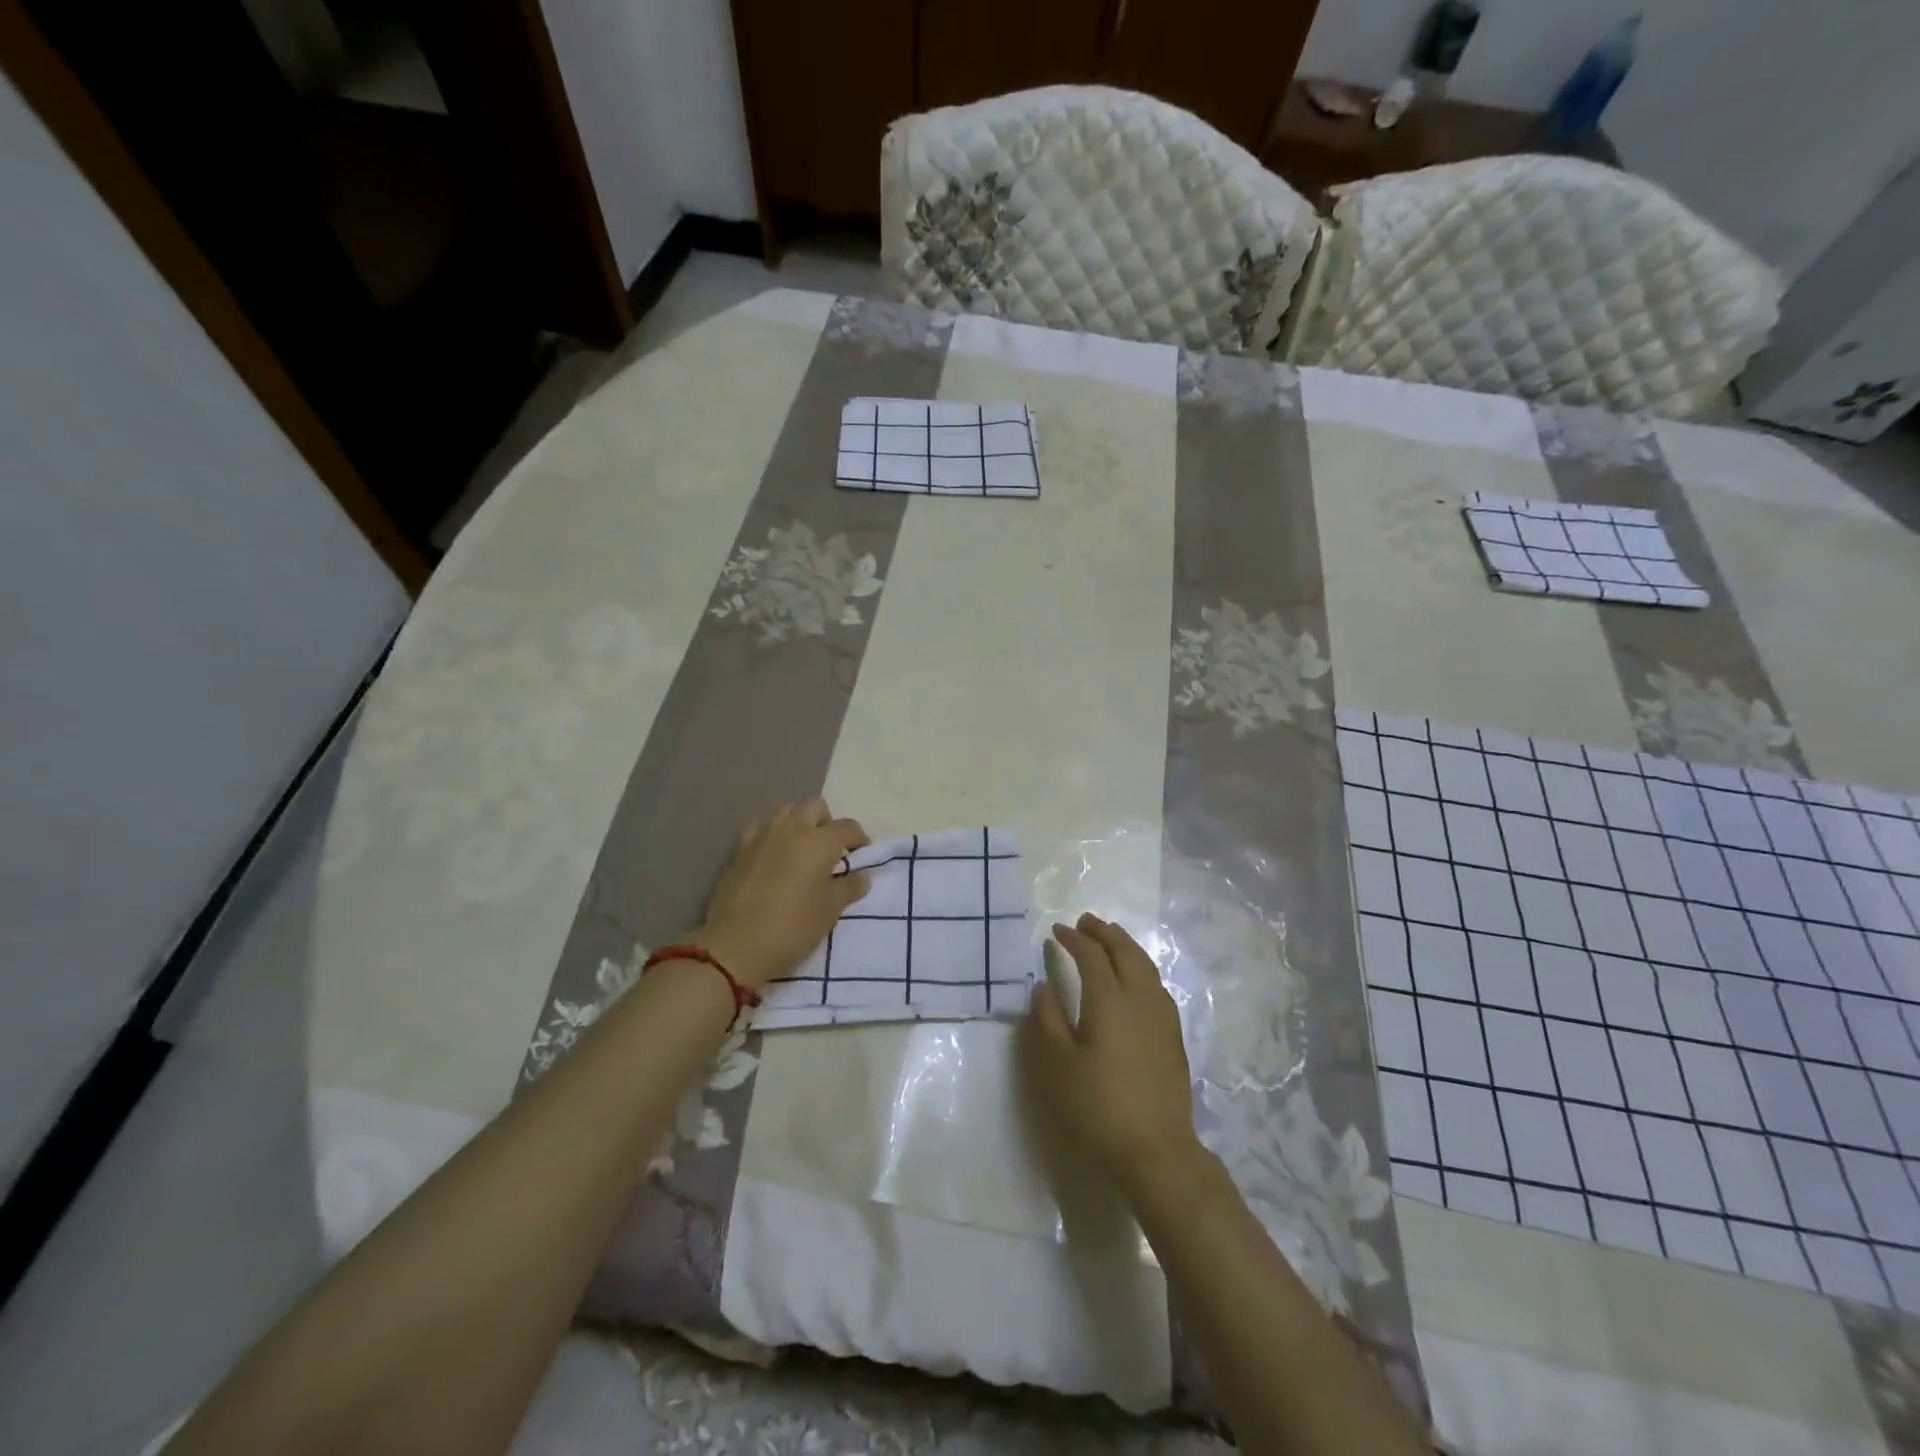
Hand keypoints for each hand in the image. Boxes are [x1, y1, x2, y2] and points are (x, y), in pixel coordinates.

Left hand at [690, 799, 870, 989]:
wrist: (736, 945)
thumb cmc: (793, 927)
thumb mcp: (830, 911)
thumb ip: (849, 888)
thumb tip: (861, 876)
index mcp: (820, 841)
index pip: (848, 827)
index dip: (859, 839)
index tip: (860, 857)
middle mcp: (792, 829)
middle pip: (815, 807)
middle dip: (827, 823)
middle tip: (830, 851)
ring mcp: (762, 836)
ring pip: (786, 812)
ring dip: (799, 824)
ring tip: (801, 852)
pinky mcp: (739, 851)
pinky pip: (760, 830)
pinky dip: (771, 836)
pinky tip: (772, 858)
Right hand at [1024, 913, 1201, 1196]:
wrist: (1156, 1149)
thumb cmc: (1098, 1106)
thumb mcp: (1058, 1065)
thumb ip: (1047, 1020)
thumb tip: (1043, 985)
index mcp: (1109, 1000)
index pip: (1091, 955)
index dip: (1073, 938)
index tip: (1057, 931)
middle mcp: (1140, 998)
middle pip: (1125, 951)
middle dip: (1104, 932)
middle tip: (1086, 921)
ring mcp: (1162, 1015)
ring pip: (1145, 965)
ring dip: (1125, 945)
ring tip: (1110, 939)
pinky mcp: (1173, 1034)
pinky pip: (1156, 983)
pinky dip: (1140, 966)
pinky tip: (1134, 978)